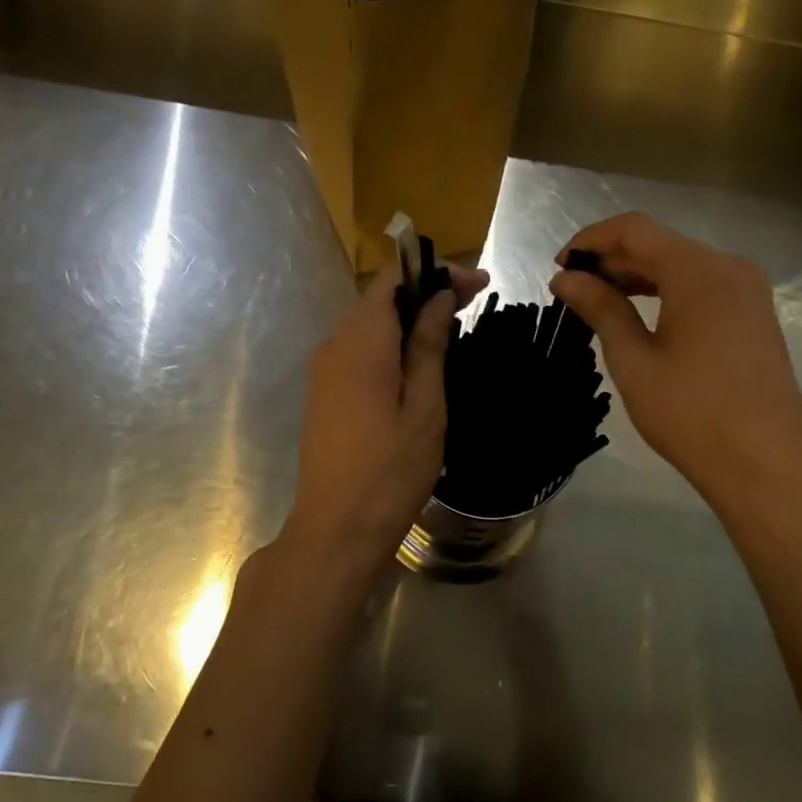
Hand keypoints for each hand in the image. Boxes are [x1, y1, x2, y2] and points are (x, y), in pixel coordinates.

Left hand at [278, 261, 487, 581]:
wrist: (336, 529)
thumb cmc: (390, 470)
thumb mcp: (424, 406)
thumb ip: (429, 345)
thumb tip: (439, 298)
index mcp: (360, 342)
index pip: (392, 279)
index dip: (434, 271)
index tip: (477, 284)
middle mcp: (334, 345)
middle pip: (379, 297)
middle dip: (425, 290)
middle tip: (473, 300)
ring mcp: (324, 370)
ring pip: (368, 323)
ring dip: (408, 316)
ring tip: (452, 326)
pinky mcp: (325, 392)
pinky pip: (359, 348)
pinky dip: (391, 341)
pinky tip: (419, 359)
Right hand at [551, 213, 801, 515]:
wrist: (765, 465)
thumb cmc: (691, 414)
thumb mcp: (634, 360)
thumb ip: (600, 309)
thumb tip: (565, 278)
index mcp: (699, 271)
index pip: (635, 229)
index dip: (591, 239)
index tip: (560, 266)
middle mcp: (729, 267)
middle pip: (660, 244)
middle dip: (613, 260)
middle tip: (573, 289)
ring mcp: (749, 289)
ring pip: (681, 264)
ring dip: (638, 275)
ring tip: (599, 302)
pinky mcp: (755, 313)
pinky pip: (703, 285)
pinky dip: (667, 290)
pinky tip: (641, 314)